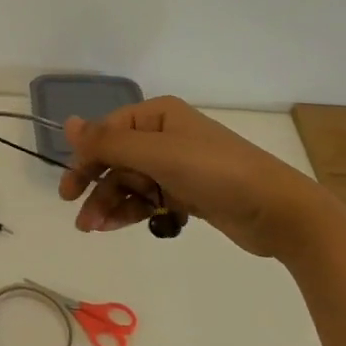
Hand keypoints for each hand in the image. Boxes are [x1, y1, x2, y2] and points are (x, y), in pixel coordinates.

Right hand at [57, 96, 339, 259]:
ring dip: (109, 203)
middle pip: (115, 158)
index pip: (107, 132)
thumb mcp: (158, 154)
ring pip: (128, 182)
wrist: (279, 212)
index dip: (85, 158)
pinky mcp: (186, 193)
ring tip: (94, 229)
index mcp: (157, 116)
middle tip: (77, 213)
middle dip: (95, 185)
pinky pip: (147, 199)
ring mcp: (176, 165)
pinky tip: (117, 227)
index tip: (69, 189)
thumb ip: (109, 142)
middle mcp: (164, 136)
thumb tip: (66, 124)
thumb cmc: (216, 172)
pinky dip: (131, 212)